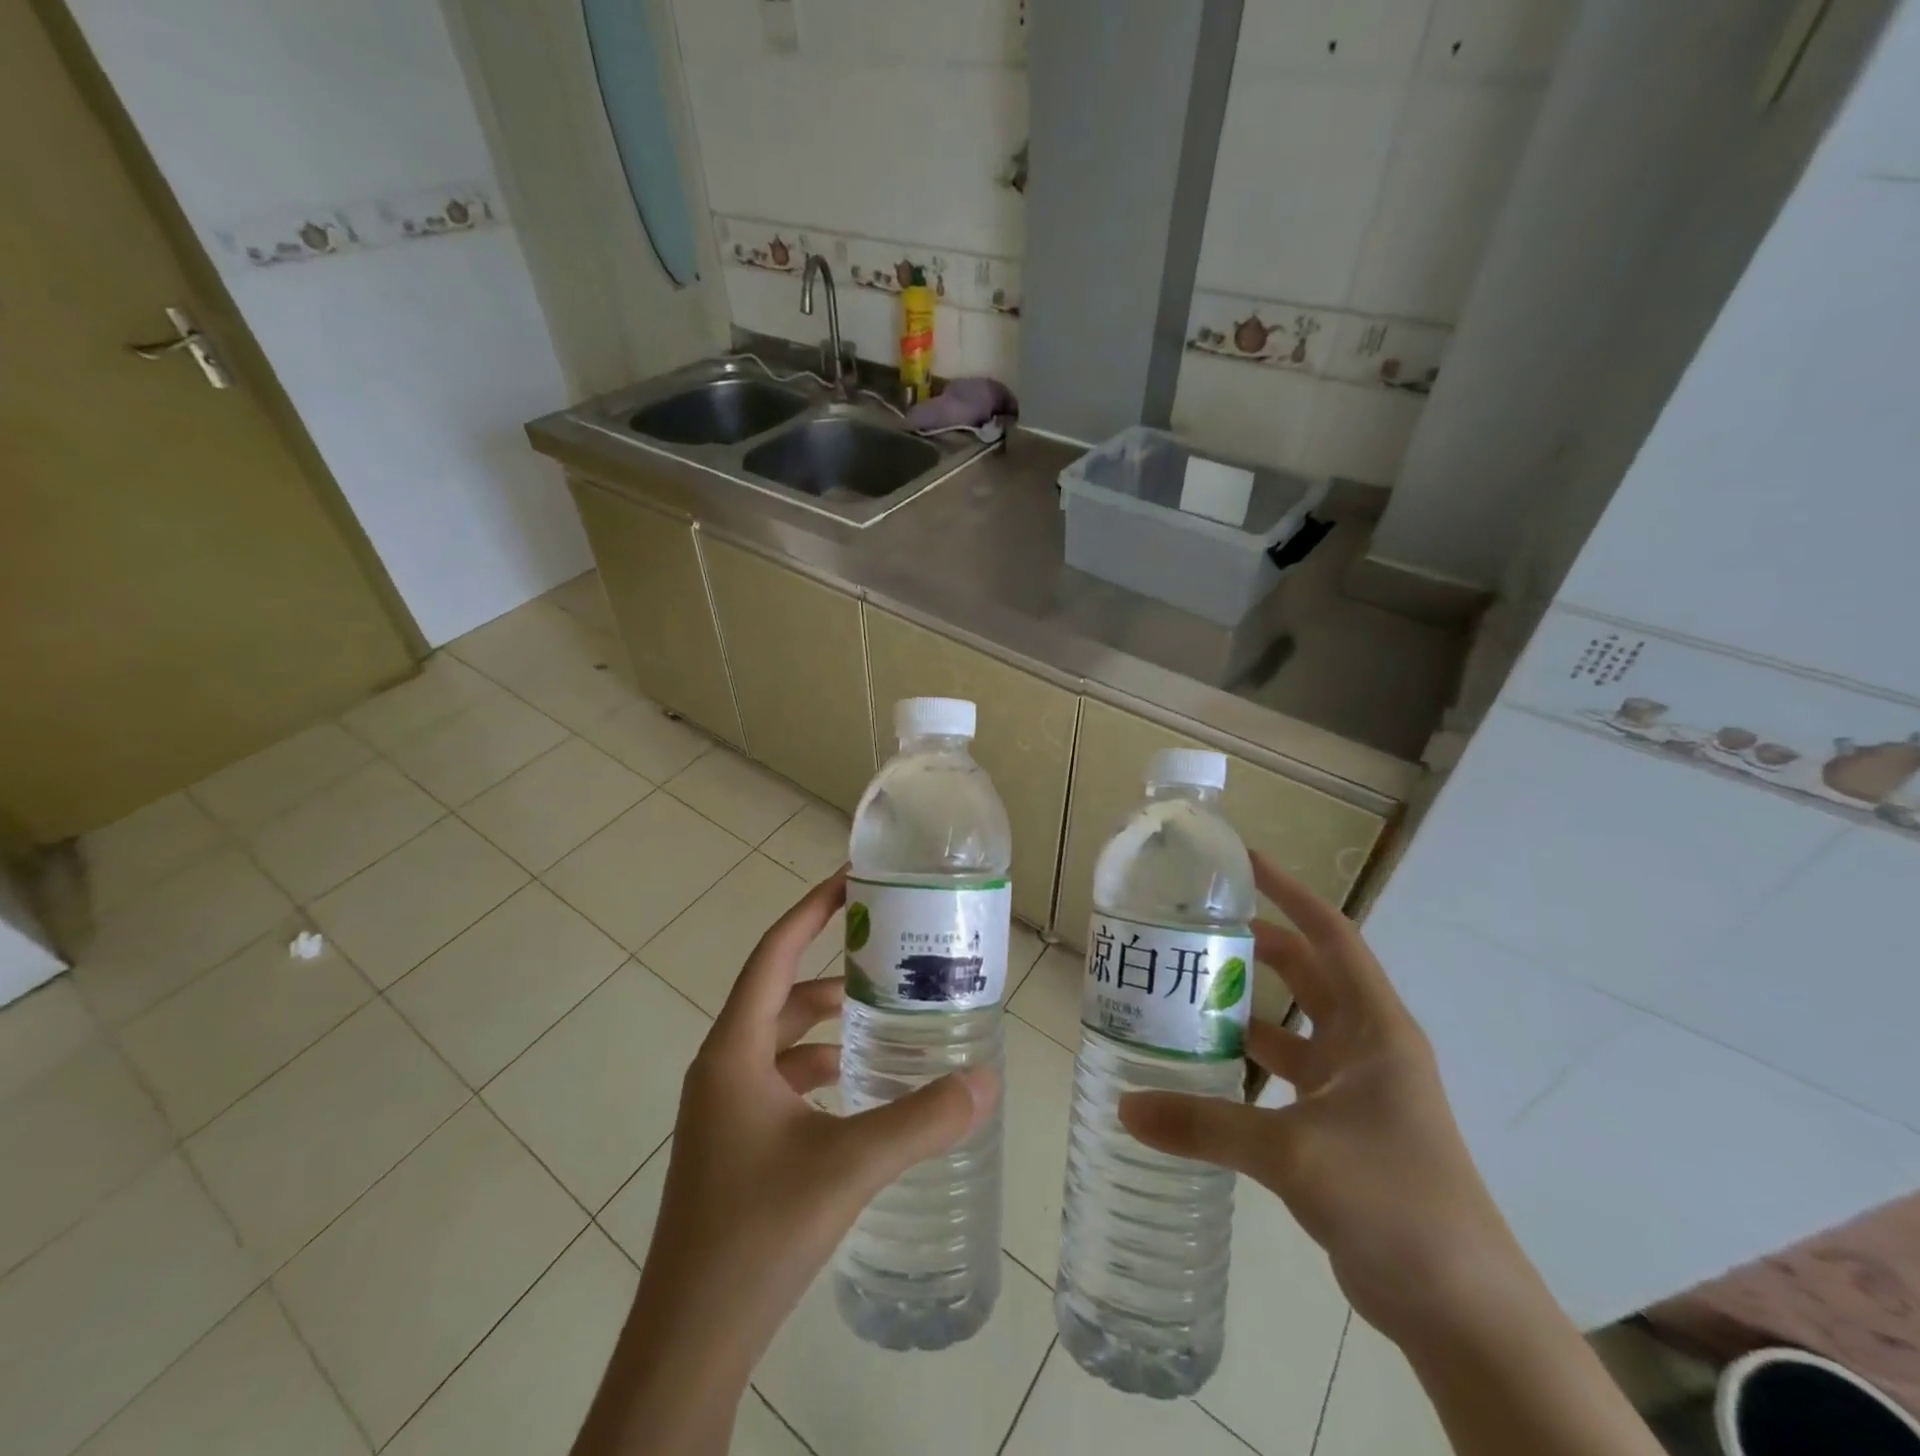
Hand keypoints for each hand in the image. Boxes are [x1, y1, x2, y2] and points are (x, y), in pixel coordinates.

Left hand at [573, 869, 997, 1455]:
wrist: (688, 1342)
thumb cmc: (756, 1233)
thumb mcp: (848, 1166)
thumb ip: (921, 1120)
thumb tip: (986, 1081)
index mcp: (734, 1051)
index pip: (773, 954)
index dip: (810, 911)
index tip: (850, 881)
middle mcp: (723, 1068)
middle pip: (780, 994)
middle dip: (831, 970)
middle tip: (887, 953)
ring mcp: (725, 1110)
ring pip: (782, 1042)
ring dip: (827, 1024)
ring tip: (885, 1017)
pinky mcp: (735, 1145)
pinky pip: (781, 1082)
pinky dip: (819, 1069)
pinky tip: (860, 1086)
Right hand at [1119, 854, 1521, 1343]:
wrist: (1462, 1310)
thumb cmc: (1394, 1201)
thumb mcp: (1294, 1153)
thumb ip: (1206, 1125)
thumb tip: (1125, 1107)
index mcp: (1374, 1028)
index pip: (1331, 936)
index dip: (1290, 893)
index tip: (1243, 863)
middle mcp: (1366, 1047)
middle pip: (1307, 975)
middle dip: (1257, 946)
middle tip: (1195, 929)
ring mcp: (1355, 1090)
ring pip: (1292, 1027)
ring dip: (1248, 1007)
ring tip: (1186, 990)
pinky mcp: (1339, 1129)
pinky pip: (1285, 1076)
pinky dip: (1248, 1063)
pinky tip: (1204, 1067)